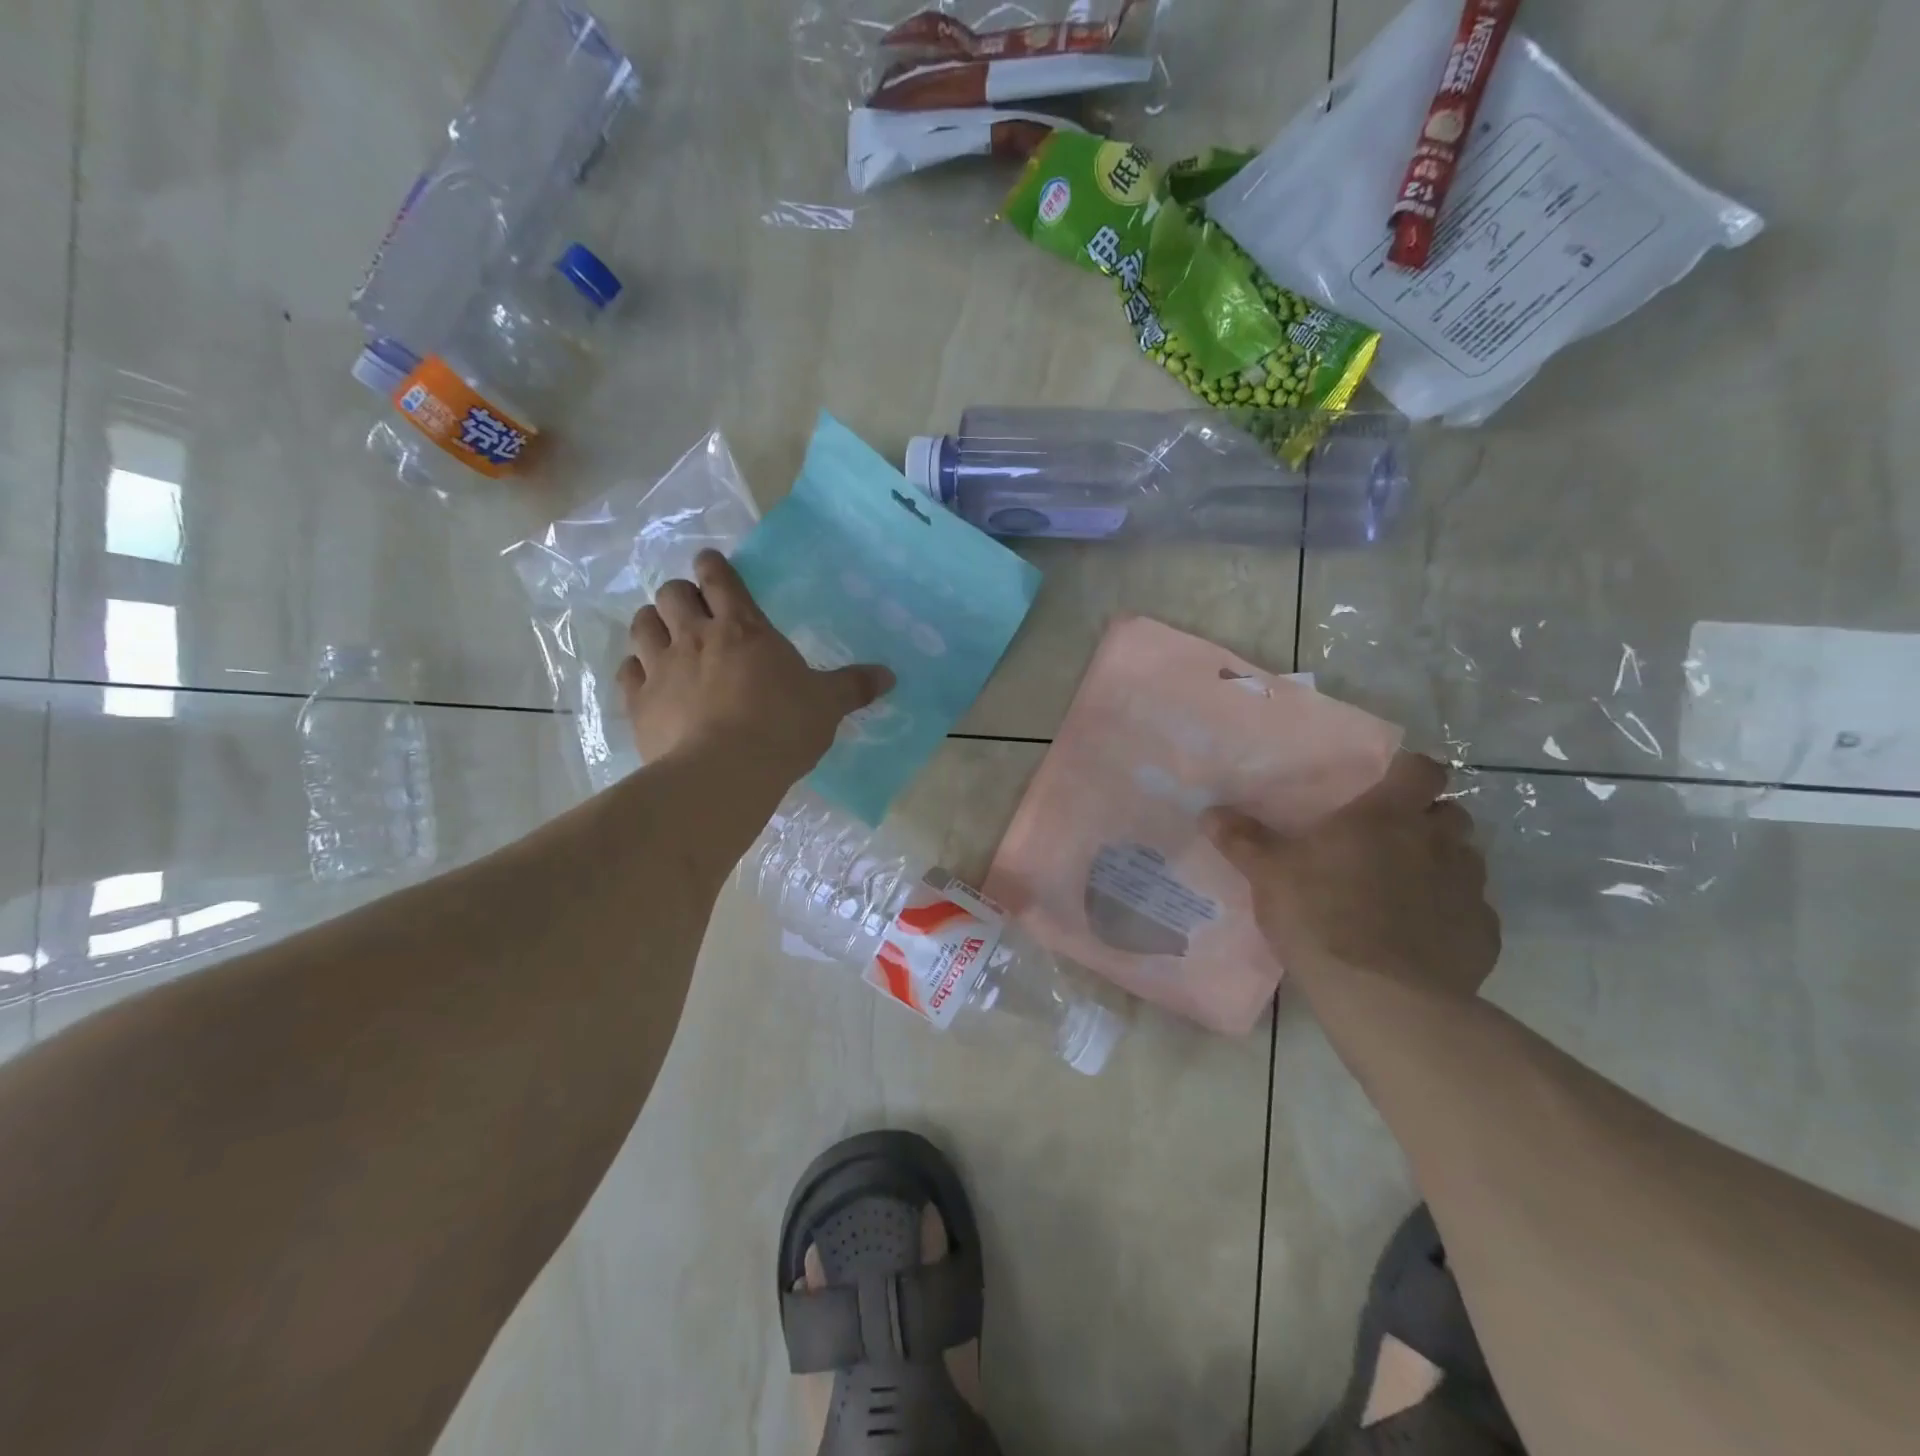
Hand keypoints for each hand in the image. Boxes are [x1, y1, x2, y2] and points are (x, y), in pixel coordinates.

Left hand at [616, 551, 893, 782]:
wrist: (725, 771)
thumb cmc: (782, 728)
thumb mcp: (827, 705)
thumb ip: (854, 686)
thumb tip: (890, 675)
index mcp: (744, 628)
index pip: (719, 578)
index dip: (711, 566)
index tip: (709, 564)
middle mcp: (696, 637)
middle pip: (671, 593)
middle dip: (679, 594)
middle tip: (692, 609)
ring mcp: (662, 667)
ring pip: (642, 624)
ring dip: (652, 623)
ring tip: (664, 636)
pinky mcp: (639, 702)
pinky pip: (627, 671)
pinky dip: (635, 668)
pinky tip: (646, 678)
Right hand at [1202, 753, 1499, 997]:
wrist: (1381, 997)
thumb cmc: (1320, 916)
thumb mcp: (1268, 874)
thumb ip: (1243, 839)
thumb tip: (1210, 811)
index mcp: (1388, 816)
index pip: (1422, 770)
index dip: (1409, 772)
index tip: (1387, 785)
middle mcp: (1437, 842)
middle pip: (1451, 813)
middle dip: (1427, 819)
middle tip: (1390, 839)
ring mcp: (1468, 888)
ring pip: (1466, 860)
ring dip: (1441, 864)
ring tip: (1405, 888)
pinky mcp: (1482, 934)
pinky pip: (1472, 911)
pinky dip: (1451, 914)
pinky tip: (1421, 935)